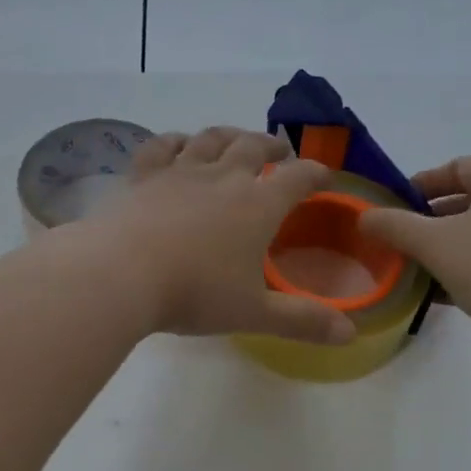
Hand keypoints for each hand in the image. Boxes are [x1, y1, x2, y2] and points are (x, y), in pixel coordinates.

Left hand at [86, 126, 355, 345]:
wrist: (121, 273)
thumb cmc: (194, 293)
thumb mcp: (253, 313)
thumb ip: (302, 321)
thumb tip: (350, 335)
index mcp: (257, 206)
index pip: (298, 178)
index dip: (316, 174)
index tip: (324, 176)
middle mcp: (223, 178)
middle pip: (253, 146)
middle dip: (272, 145)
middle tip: (280, 150)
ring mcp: (179, 171)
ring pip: (210, 139)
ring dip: (229, 135)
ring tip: (236, 138)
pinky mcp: (142, 176)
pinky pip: (162, 146)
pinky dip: (175, 141)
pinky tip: (178, 144)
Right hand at [359, 157, 470, 372]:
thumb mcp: (432, 242)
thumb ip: (393, 225)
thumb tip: (364, 217)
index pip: (458, 167)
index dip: (422, 183)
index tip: (392, 205)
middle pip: (467, 201)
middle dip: (428, 219)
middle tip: (396, 238)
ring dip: (442, 248)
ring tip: (409, 266)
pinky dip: (461, 270)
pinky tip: (433, 292)